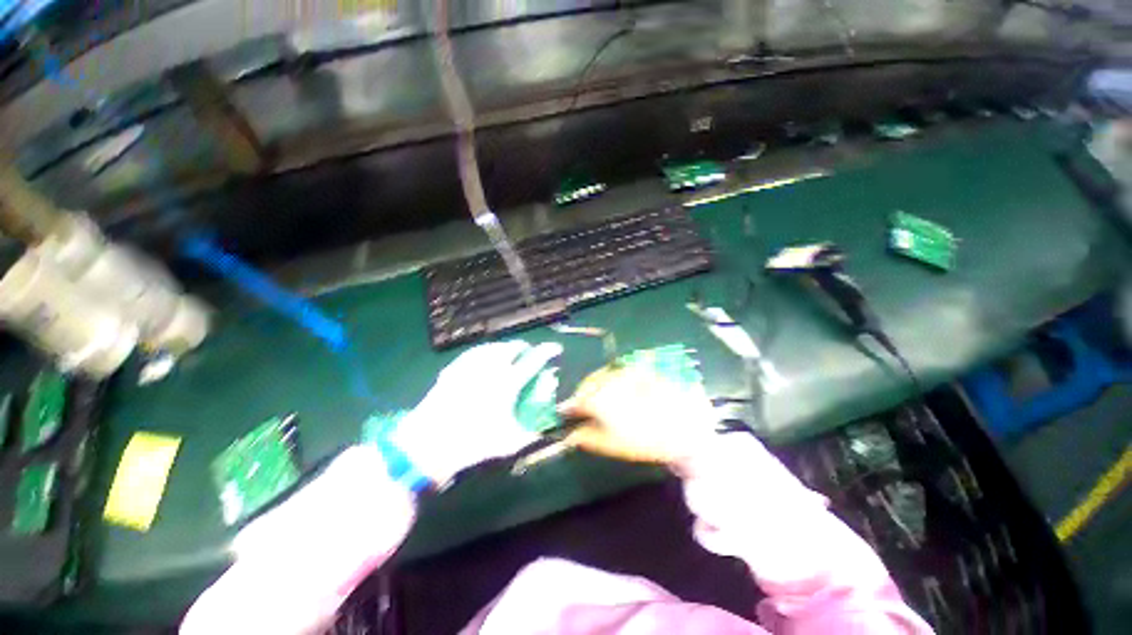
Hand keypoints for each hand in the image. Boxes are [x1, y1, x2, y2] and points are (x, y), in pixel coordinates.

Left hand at [392, 340, 562, 484]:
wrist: (428, 444)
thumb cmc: (472, 443)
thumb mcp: (507, 443)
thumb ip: (531, 435)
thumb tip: (546, 430)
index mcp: (507, 384)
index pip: (533, 361)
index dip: (547, 352)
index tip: (556, 348)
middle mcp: (490, 369)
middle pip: (511, 348)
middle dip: (523, 346)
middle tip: (528, 351)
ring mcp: (469, 367)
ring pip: (492, 347)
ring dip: (504, 346)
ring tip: (508, 350)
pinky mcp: (453, 370)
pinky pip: (472, 353)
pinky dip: (483, 351)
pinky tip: (482, 355)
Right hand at [558, 364, 716, 464]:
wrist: (688, 428)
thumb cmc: (648, 440)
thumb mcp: (613, 444)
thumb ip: (587, 437)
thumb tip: (570, 434)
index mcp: (601, 398)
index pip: (576, 400)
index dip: (569, 407)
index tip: (565, 413)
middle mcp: (611, 378)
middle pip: (589, 383)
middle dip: (583, 394)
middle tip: (583, 406)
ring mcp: (627, 370)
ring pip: (603, 374)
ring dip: (597, 384)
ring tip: (601, 397)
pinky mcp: (641, 367)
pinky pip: (620, 369)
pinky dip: (613, 378)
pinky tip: (619, 387)